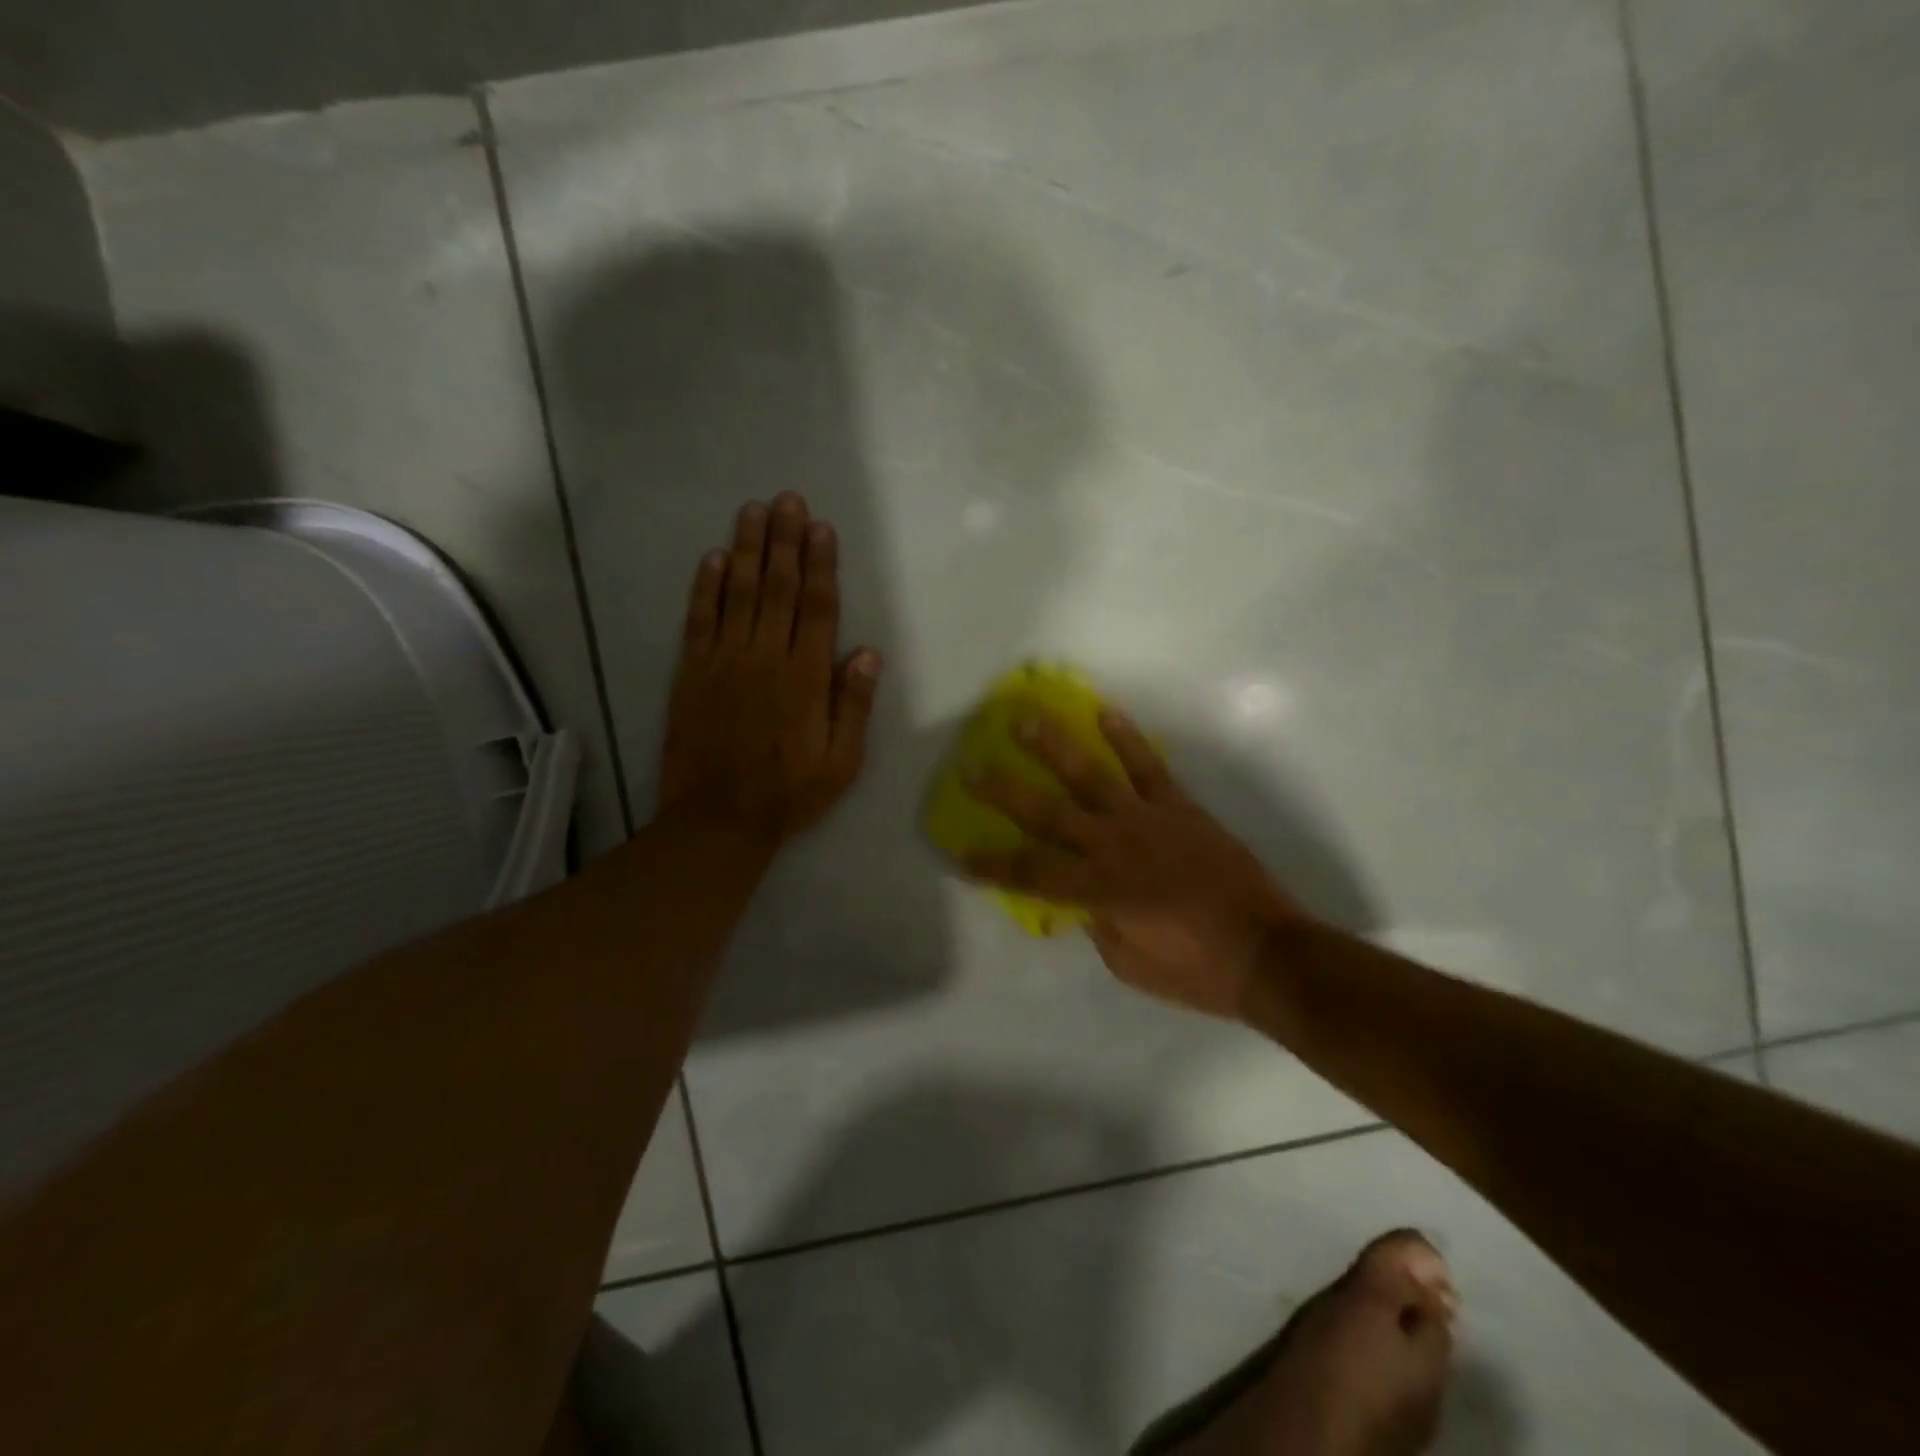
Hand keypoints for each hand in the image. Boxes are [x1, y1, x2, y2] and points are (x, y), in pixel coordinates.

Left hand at [658, 493, 881, 843]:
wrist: (718, 820)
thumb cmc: (789, 793)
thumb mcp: (841, 762)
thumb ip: (853, 705)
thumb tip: (867, 653)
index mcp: (805, 678)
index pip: (816, 609)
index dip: (820, 566)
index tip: (821, 528)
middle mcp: (765, 658)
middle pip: (777, 588)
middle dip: (784, 541)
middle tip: (787, 500)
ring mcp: (724, 662)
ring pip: (737, 594)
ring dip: (746, 550)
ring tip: (753, 512)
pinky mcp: (691, 673)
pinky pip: (699, 621)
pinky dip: (704, 588)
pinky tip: (711, 558)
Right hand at [962, 708, 1303, 1019]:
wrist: (1269, 952)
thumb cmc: (1196, 970)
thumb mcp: (1130, 964)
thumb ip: (1096, 924)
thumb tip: (1077, 898)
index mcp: (1099, 890)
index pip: (1030, 873)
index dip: (991, 865)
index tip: (959, 853)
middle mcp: (1114, 846)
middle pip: (1047, 813)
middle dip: (1004, 791)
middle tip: (971, 766)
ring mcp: (1148, 819)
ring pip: (1091, 775)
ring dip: (1055, 746)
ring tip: (1026, 719)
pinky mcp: (1180, 807)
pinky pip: (1148, 766)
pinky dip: (1127, 738)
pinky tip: (1105, 713)